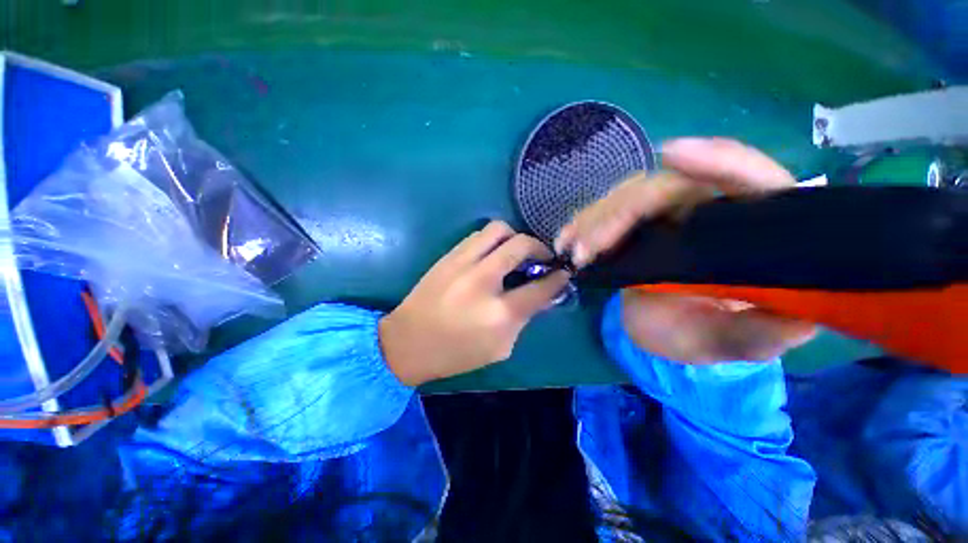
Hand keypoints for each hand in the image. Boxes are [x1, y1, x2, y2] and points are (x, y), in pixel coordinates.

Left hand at [379, 221, 569, 385]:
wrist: (407, 342)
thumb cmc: (455, 353)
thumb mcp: (499, 347)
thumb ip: (524, 319)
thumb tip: (543, 295)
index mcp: (500, 313)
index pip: (541, 287)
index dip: (558, 278)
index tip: (564, 273)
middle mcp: (483, 281)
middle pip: (521, 246)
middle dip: (540, 248)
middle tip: (542, 258)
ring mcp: (462, 263)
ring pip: (498, 230)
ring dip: (515, 237)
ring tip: (516, 252)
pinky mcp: (448, 256)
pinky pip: (478, 235)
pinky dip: (493, 240)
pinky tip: (493, 254)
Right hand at [555, 137, 816, 363]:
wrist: (663, 331)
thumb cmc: (704, 335)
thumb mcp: (733, 343)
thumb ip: (761, 334)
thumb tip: (795, 313)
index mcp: (749, 230)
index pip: (750, 180)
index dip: (718, 162)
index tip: (672, 155)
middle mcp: (707, 209)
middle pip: (665, 187)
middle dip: (621, 213)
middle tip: (588, 248)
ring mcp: (665, 213)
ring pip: (627, 197)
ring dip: (595, 220)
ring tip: (573, 251)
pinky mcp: (634, 223)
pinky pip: (606, 212)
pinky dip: (583, 224)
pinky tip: (566, 239)